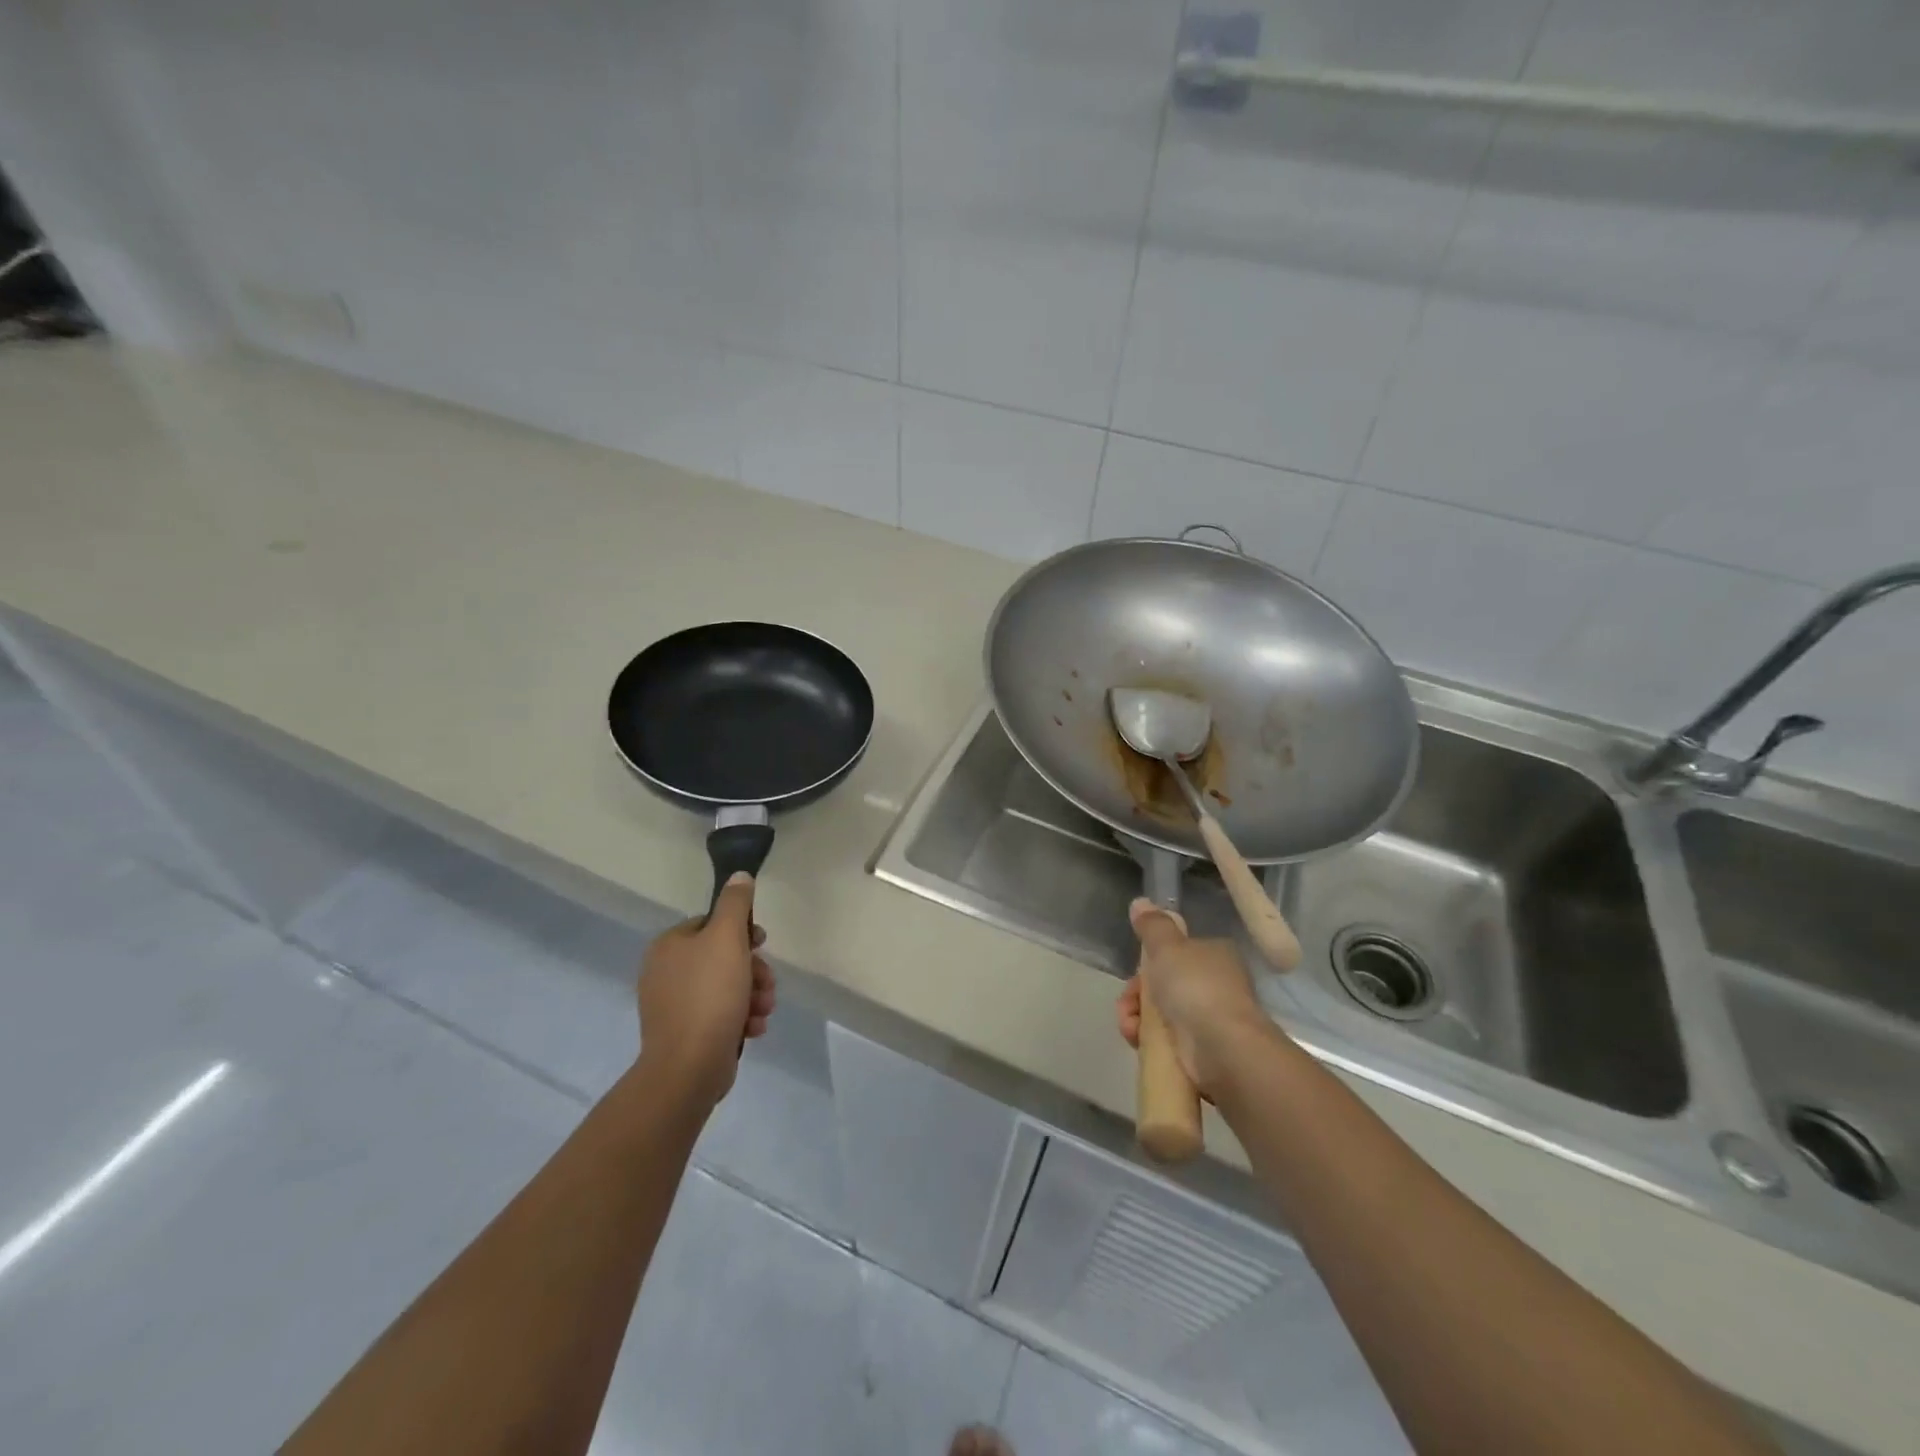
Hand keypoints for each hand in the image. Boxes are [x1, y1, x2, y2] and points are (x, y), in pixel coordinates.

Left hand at [636, 873, 775, 1107]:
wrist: (688, 1067)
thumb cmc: (709, 995)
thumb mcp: (727, 939)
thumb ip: (735, 903)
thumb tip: (739, 876)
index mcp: (669, 946)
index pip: (712, 924)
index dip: (743, 932)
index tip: (763, 944)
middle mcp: (666, 972)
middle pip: (723, 957)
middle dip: (753, 970)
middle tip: (767, 985)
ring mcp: (674, 1005)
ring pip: (727, 986)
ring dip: (753, 995)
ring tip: (763, 1010)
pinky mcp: (686, 1033)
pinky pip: (720, 1014)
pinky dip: (741, 1017)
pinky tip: (754, 1028)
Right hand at [1116, 898, 1277, 1098]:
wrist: (1223, 1049)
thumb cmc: (1196, 988)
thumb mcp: (1167, 946)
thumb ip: (1152, 925)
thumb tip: (1141, 902)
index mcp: (1215, 955)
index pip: (1177, 953)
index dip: (1150, 961)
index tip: (1135, 971)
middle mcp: (1216, 985)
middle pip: (1165, 984)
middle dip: (1138, 994)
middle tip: (1128, 1001)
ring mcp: (1211, 1020)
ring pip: (1162, 1013)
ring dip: (1137, 1017)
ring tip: (1130, 1026)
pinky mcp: (1203, 1052)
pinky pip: (1166, 1040)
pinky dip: (1148, 1040)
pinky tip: (1137, 1040)